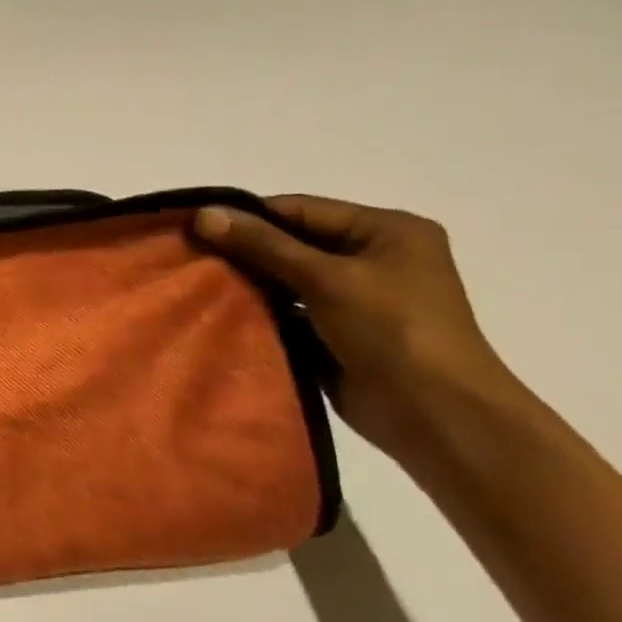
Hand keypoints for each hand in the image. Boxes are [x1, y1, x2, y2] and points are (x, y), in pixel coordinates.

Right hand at [193, 196, 522, 462]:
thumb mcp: (326, 277)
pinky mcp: (337, 334)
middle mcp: (373, 258)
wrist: (433, 412)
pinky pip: (289, 313)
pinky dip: (260, 313)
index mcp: (387, 230)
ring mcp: (356, 299)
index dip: (249, 216)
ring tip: (196, 286)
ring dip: (249, 284)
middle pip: (293, 244)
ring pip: (288, 281)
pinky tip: (221, 315)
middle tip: (189, 257)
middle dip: (244, 252)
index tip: (194, 227)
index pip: (302, 210)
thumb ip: (264, 245)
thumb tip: (203, 214)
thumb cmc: (391, 329)